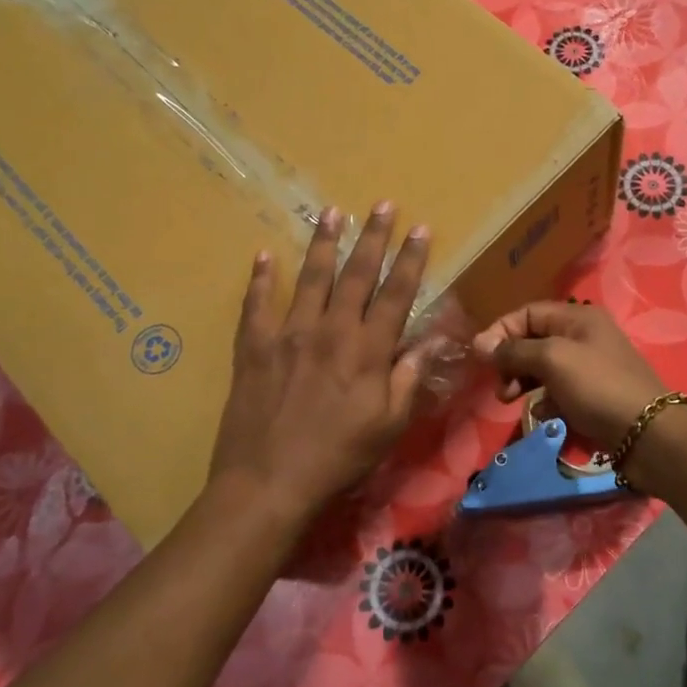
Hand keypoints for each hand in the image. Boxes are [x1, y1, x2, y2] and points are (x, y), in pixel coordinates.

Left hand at [209, 202, 429, 515]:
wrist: (268, 482)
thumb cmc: (338, 456)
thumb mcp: (389, 424)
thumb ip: (409, 376)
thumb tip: (433, 338)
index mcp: (367, 350)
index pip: (396, 294)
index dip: (410, 260)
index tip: (420, 229)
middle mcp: (330, 331)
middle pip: (356, 274)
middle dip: (372, 237)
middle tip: (382, 204)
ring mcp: (287, 334)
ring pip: (311, 278)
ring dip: (324, 243)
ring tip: (331, 212)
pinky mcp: (253, 347)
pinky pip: (256, 304)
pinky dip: (261, 278)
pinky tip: (265, 255)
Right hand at [471, 302, 665, 452]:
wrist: (648, 434)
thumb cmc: (597, 387)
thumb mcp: (552, 360)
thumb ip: (514, 350)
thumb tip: (480, 344)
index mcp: (577, 318)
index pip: (527, 313)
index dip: (501, 332)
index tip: (481, 358)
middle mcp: (584, 336)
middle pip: (533, 340)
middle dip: (511, 361)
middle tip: (502, 387)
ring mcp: (589, 367)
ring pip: (543, 368)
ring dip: (523, 382)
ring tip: (512, 401)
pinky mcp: (592, 395)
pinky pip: (558, 392)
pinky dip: (545, 401)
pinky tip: (544, 416)